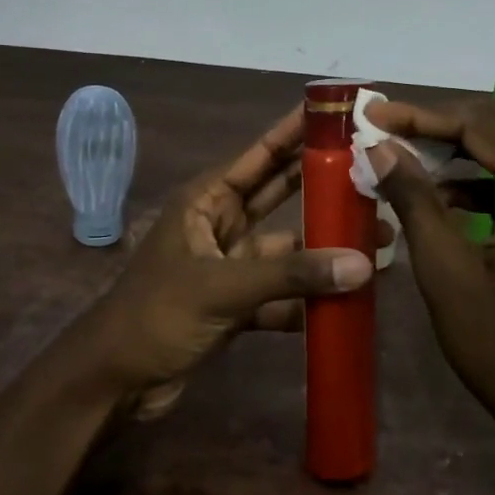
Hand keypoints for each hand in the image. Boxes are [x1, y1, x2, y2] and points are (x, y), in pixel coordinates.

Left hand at [86, 105, 374, 418]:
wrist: (115, 381)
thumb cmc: (157, 315)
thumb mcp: (222, 288)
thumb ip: (291, 276)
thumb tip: (363, 264)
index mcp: (206, 201)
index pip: (261, 155)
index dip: (298, 132)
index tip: (340, 114)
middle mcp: (220, 225)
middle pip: (280, 194)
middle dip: (324, 186)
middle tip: (375, 175)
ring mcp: (230, 266)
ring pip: (287, 249)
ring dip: (324, 249)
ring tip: (379, 244)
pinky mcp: (237, 305)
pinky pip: (282, 293)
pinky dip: (309, 299)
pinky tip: (348, 302)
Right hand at [364, 97, 494, 442]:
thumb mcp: (446, 271)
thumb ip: (414, 199)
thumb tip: (380, 147)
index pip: (482, 125)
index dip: (422, 115)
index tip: (374, 112)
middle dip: (445, 122)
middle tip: (390, 128)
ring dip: (467, 149)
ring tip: (410, 159)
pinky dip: (490, 180)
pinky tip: (448, 198)